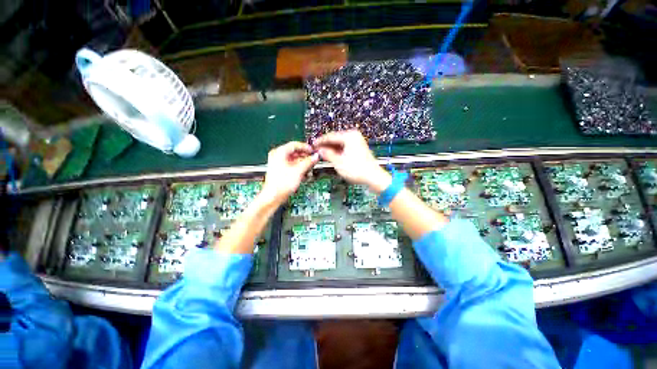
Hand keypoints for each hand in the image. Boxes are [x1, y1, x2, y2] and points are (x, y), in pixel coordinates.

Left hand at [260, 141, 318, 206]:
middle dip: (305, 157)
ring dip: (303, 164)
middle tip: (313, 160)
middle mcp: (278, 156)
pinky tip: (304, 173)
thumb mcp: (299, 170)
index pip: (295, 145)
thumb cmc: (280, 184)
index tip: (313, 151)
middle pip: (295, 153)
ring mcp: (279, 164)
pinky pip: (292, 166)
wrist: (274, 196)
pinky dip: (299, 168)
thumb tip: (315, 156)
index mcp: (279, 152)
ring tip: (310, 168)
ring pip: (295, 160)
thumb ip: (308, 162)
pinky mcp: (281, 171)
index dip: (305, 147)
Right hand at [313, 130, 390, 193]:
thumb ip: (327, 154)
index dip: (320, 141)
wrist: (373, 177)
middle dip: (326, 145)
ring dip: (331, 149)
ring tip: (322, 154)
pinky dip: (338, 151)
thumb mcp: (338, 162)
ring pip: (340, 143)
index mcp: (349, 136)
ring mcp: (357, 142)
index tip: (313, 145)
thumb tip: (320, 150)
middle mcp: (354, 136)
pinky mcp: (358, 148)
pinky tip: (332, 156)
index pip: (330, 136)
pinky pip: (345, 147)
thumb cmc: (358, 170)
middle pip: (335, 139)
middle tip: (316, 150)